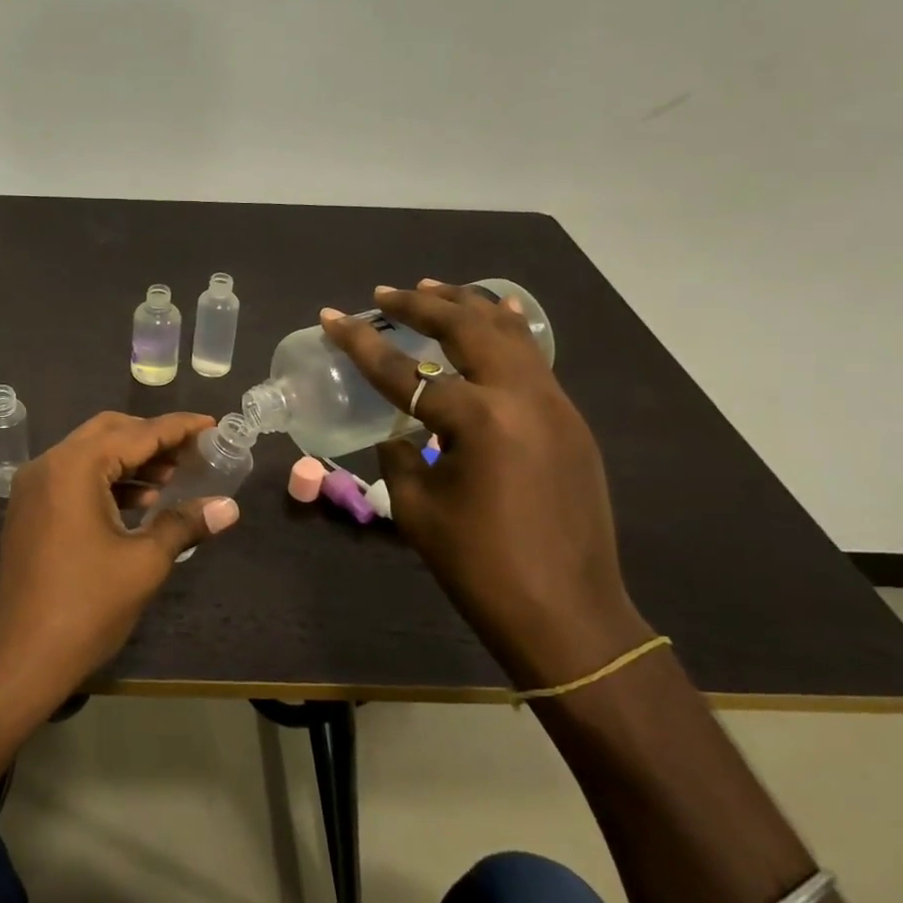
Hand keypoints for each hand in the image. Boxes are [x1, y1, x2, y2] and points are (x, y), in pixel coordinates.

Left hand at [0, 411, 241, 722]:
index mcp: (74, 467)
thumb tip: (228, 508)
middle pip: (108, 433)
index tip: (211, 424)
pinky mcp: (29, 512)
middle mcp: (48, 465)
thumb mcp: (143, 563)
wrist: (17, 661)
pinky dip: (107, 482)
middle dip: (152, 439)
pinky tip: (139, 504)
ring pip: (89, 455)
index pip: (137, 433)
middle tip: (192, 453)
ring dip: (130, 461)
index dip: (178, 428)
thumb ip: (184, 524)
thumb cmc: (85, 607)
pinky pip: (74, 479)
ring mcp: (33, 489)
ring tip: (173, 479)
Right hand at [320, 282, 650, 687]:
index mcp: (478, 419)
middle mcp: (521, 396)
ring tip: (433, 288)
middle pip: (466, 327)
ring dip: (467, 306)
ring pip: (509, 331)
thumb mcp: (417, 508)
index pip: (404, 370)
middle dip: (420, 304)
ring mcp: (554, 404)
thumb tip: (403, 433)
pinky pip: (532, 357)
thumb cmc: (480, 566)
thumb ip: (400, 456)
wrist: (567, 614)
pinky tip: (492, 320)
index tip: (332, 317)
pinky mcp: (570, 421)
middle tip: (384, 294)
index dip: (361, 343)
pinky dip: (504, 331)